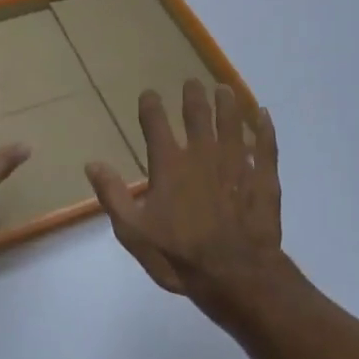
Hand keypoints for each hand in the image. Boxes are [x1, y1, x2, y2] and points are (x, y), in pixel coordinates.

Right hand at [86, 79, 283, 303]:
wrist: (236, 275)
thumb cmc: (180, 256)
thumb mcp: (134, 232)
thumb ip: (113, 195)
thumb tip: (92, 164)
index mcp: (170, 165)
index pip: (155, 124)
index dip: (150, 106)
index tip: (149, 94)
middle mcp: (202, 154)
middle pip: (197, 114)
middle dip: (193, 96)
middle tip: (192, 83)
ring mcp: (236, 162)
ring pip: (232, 122)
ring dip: (227, 103)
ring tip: (224, 89)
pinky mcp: (264, 176)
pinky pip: (266, 144)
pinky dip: (264, 127)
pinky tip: (264, 115)